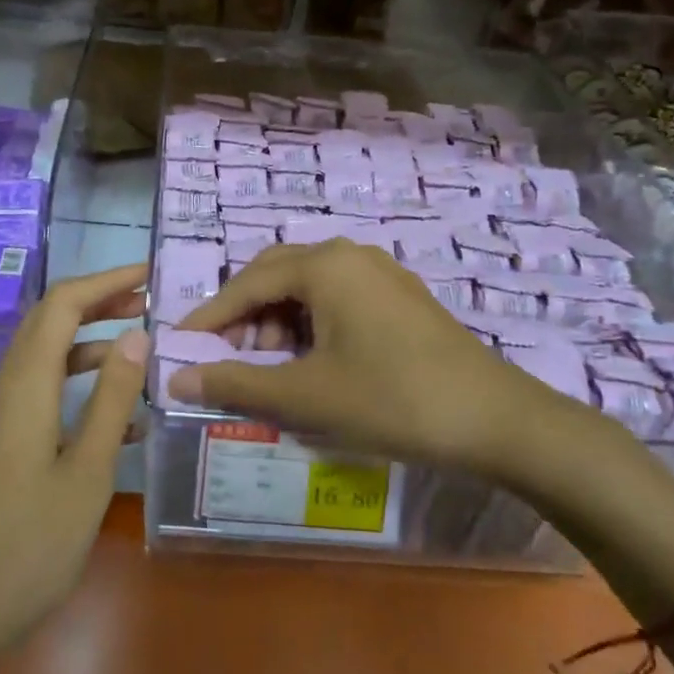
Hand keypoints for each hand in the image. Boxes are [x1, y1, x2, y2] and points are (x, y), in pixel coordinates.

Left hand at [0, 265, 149, 673]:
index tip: (147, 278)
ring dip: (89, 348)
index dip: (105, 282)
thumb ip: (113, 398)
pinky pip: (35, 396)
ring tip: (140, 354)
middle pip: (48, 324)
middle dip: (97, 306)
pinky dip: (74, 388)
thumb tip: (137, 336)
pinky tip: (114, 420)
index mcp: (23, 386)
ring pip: (42, 360)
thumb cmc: (30, 544)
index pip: (61, 305)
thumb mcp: (88, 470)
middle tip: (148, 304)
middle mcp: (1, 390)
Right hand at [169, 240, 613, 494]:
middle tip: (227, 357)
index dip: (210, 316)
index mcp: (324, 265)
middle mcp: (350, 254)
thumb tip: (178, 379)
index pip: (247, 283)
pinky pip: (338, 297)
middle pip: (276, 274)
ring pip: (309, 286)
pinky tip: (313, 361)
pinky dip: (312, 324)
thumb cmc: (391, 399)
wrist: (495, 419)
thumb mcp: (306, 395)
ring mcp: (381, 273)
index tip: (180, 345)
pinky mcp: (401, 296)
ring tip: (271, 366)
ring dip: (279, 320)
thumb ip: (237, 382)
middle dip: (245, 315)